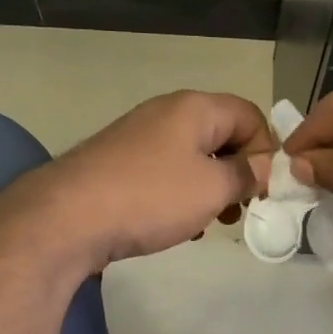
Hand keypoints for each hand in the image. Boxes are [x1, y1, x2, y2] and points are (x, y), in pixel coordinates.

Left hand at [0, 91, 276, 275]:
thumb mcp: (212, 188)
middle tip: (241, 209)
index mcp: (195, 108)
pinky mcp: (119, 162)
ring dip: (210, 187)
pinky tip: (177, 225)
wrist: (66, 218)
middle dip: (238, 172)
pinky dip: (181, 194)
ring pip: (194, 157)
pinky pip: (166, 172)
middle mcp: (167, 112)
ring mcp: (139, 136)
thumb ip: (246, 174)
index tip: (263, 191)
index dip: (266, 151)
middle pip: (222, 134)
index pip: (251, 115)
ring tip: (210, 222)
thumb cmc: (151, 197)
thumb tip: (264, 166)